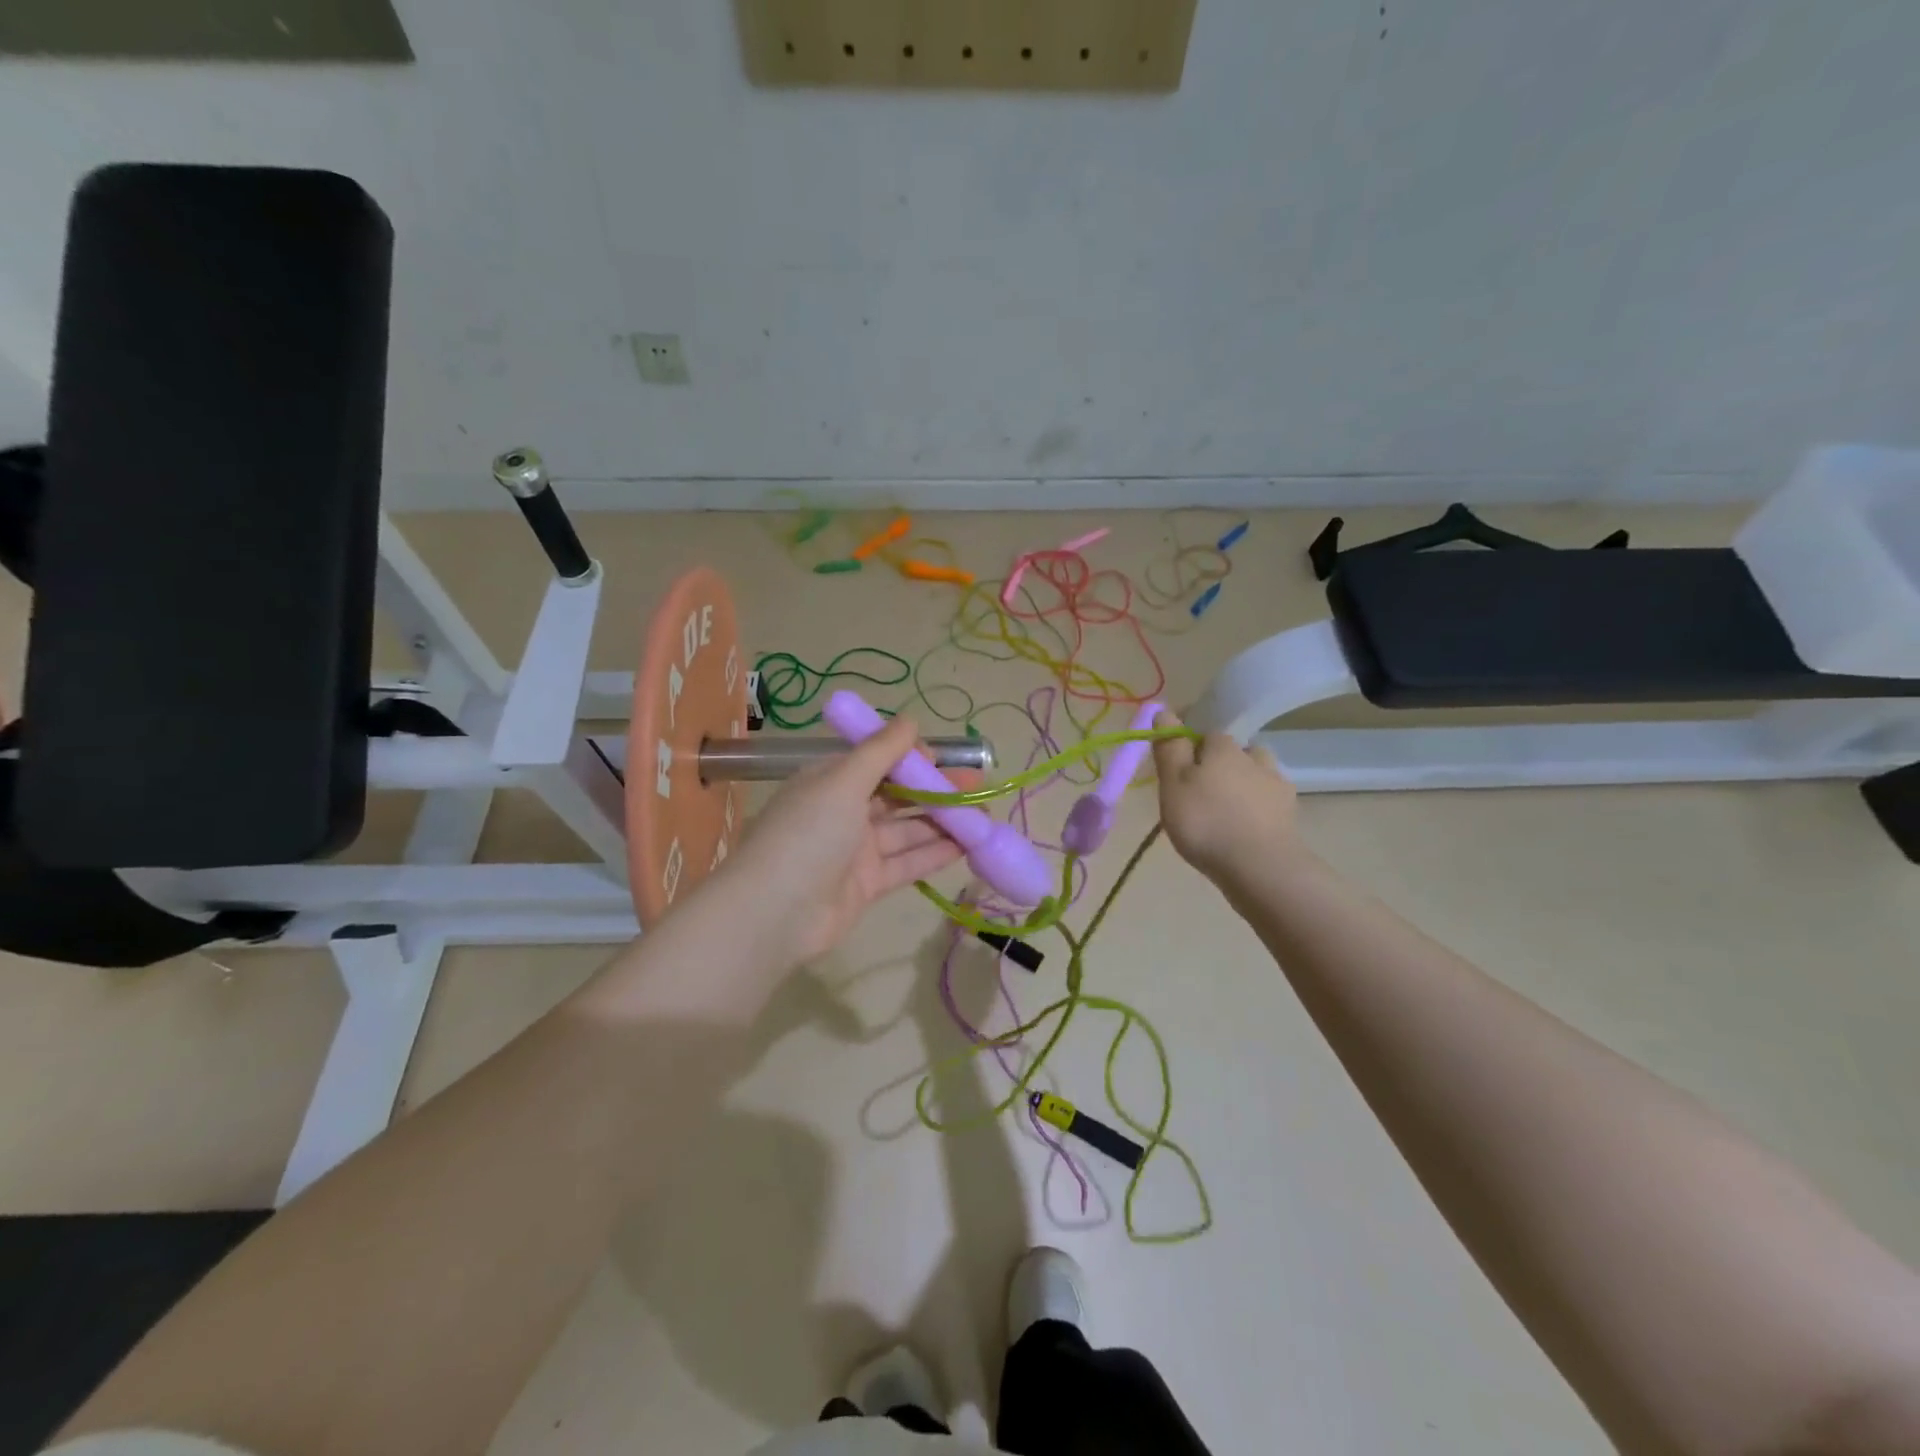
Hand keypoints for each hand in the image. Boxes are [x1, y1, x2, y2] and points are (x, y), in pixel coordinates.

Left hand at [714, 714, 964, 967]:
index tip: (946, 758)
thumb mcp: (843, 781)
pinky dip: (934, 853)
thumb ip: (881, 751)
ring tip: (983, 816)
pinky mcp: (867, 885)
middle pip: (897, 795)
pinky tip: (966, 846)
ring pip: (906, 830)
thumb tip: (911, 720)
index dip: (911, 758)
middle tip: (978, 785)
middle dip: (936, 789)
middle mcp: (842, 812)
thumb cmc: (808, 834)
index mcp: (830, 781)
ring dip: (943, 822)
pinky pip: (906, 863)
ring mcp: (855, 851)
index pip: (876, 761)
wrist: (775, 912)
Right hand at [1152, 709, 1301, 883]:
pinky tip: (1245, 828)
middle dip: (1217, 766)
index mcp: (1223, 747)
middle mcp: (1254, 758)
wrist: (1260, 867)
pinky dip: (1256, 809)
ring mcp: (1276, 786)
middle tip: (1197, 795)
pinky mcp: (1289, 814)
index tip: (1175, 773)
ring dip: (1242, 785)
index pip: (1204, 734)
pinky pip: (1268, 802)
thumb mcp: (1173, 784)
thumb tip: (1165, 711)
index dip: (1188, 749)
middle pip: (1232, 753)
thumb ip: (1169, 748)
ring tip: (1224, 811)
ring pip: (1254, 774)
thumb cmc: (1206, 821)